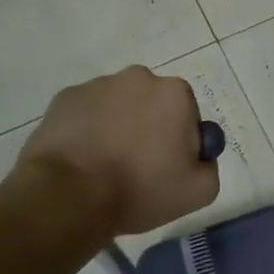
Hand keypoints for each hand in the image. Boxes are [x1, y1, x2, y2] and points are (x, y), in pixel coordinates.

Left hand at [13, 66, 219, 235]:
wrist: (68, 196)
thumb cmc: (140, 189)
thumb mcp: (200, 191)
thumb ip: (209, 165)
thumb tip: (198, 155)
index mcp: (175, 93)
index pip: (188, 115)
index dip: (181, 142)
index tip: (167, 167)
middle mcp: (138, 78)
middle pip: (153, 104)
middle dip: (150, 127)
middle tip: (138, 166)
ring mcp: (96, 85)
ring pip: (118, 106)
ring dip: (118, 127)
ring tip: (105, 165)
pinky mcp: (64, 98)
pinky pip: (87, 112)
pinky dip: (88, 129)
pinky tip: (82, 158)